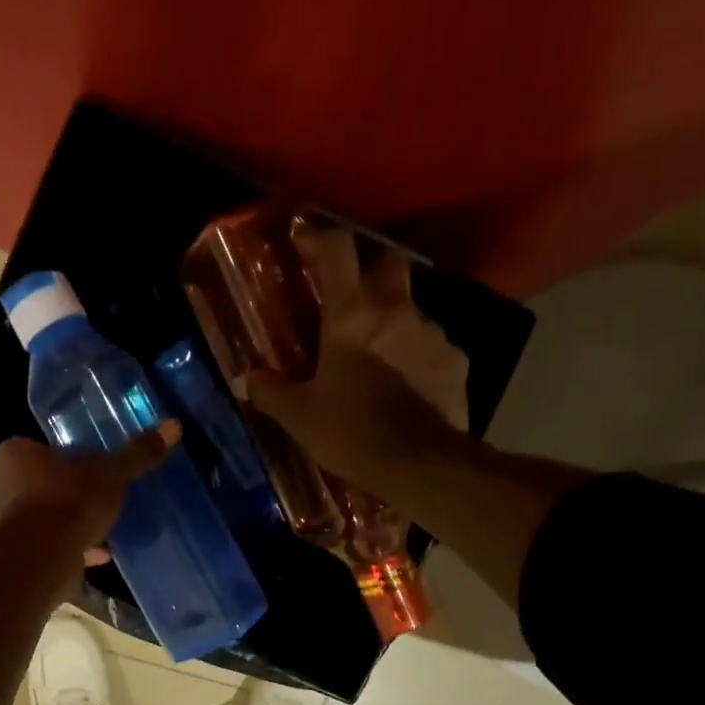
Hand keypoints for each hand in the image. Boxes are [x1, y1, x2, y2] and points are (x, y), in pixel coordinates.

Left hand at [0, 423, 180, 563]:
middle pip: (38, 484)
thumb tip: (173, 426)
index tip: (90, 471)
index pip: (40, 450)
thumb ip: (137, 454)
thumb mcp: (111, 474)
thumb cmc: (70, 500)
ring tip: (101, 530)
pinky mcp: (14, 555)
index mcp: (15, 454)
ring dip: (67, 525)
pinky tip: (97, 555)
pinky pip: (46, 547)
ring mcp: (2, 523)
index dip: (66, 460)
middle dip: (65, 494)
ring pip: (41, 519)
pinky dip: (69, 550)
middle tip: (96, 500)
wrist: (42, 556)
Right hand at [242, 222, 469, 495]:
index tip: (306, 242)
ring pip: (413, 310)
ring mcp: (432, 334)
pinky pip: (434, 348)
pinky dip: (418, 358)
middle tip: (353, 302)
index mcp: (352, 314)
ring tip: (380, 359)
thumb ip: (270, 391)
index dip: (320, 238)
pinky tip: (408, 387)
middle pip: (389, 263)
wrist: (418, 466)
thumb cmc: (350, 433)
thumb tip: (248, 378)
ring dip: (395, 324)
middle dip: (371, 272)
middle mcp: (397, 310)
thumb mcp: (298, 417)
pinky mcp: (456, 363)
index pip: (337, 250)